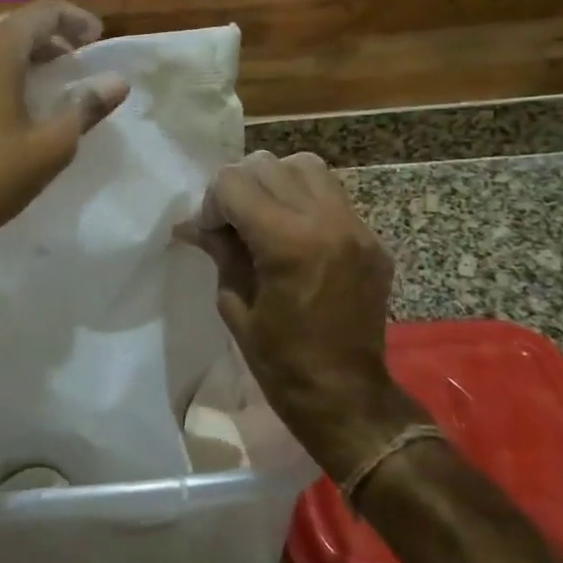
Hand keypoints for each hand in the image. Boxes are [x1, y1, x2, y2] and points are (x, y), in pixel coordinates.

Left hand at [0, 1, 128, 258]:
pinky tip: (1, 107)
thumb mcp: (50, 146)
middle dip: (47, 38)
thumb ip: (85, 106)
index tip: (96, 40)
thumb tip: (116, 82)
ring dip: (18, 56)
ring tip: (41, 84)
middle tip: (72, 62)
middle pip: (11, 25)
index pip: (42, 13)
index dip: (75, 20)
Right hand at [178, 151, 427, 478]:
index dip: (212, 203)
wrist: (347, 397)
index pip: (234, 182)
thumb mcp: (234, 305)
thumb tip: (191, 224)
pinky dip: (306, 199)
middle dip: (240, 187)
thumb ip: (219, 251)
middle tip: (234, 222)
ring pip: (305, 166)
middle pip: (267, 165)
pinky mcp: (372, 238)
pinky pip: (332, 194)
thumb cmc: (281, 362)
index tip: (211, 232)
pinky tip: (297, 232)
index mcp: (287, 243)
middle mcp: (325, 222)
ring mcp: (355, 227)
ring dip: (276, 181)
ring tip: (267, 215)